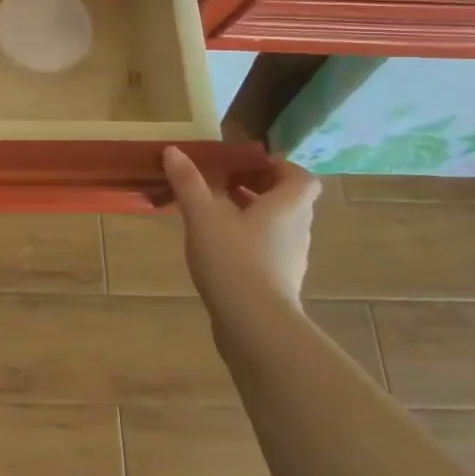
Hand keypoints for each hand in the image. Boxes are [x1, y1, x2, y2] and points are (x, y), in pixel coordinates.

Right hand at [162, 147, 321, 306]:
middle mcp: (297, 230)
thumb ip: (188, 183)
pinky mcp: (279, 283)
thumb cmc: (234, 260)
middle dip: (259, 189)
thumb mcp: (203, 216)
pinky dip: (250, 242)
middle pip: (289, 201)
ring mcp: (291, 260)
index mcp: (288, 207)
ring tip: (217, 214)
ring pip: (278, 227)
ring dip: (254, 215)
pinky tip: (220, 249)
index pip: (302, 178)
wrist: (255, 325)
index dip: (280, 167)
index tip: (249, 164)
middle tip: (226, 184)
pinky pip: (269, 251)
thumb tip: (172, 150)